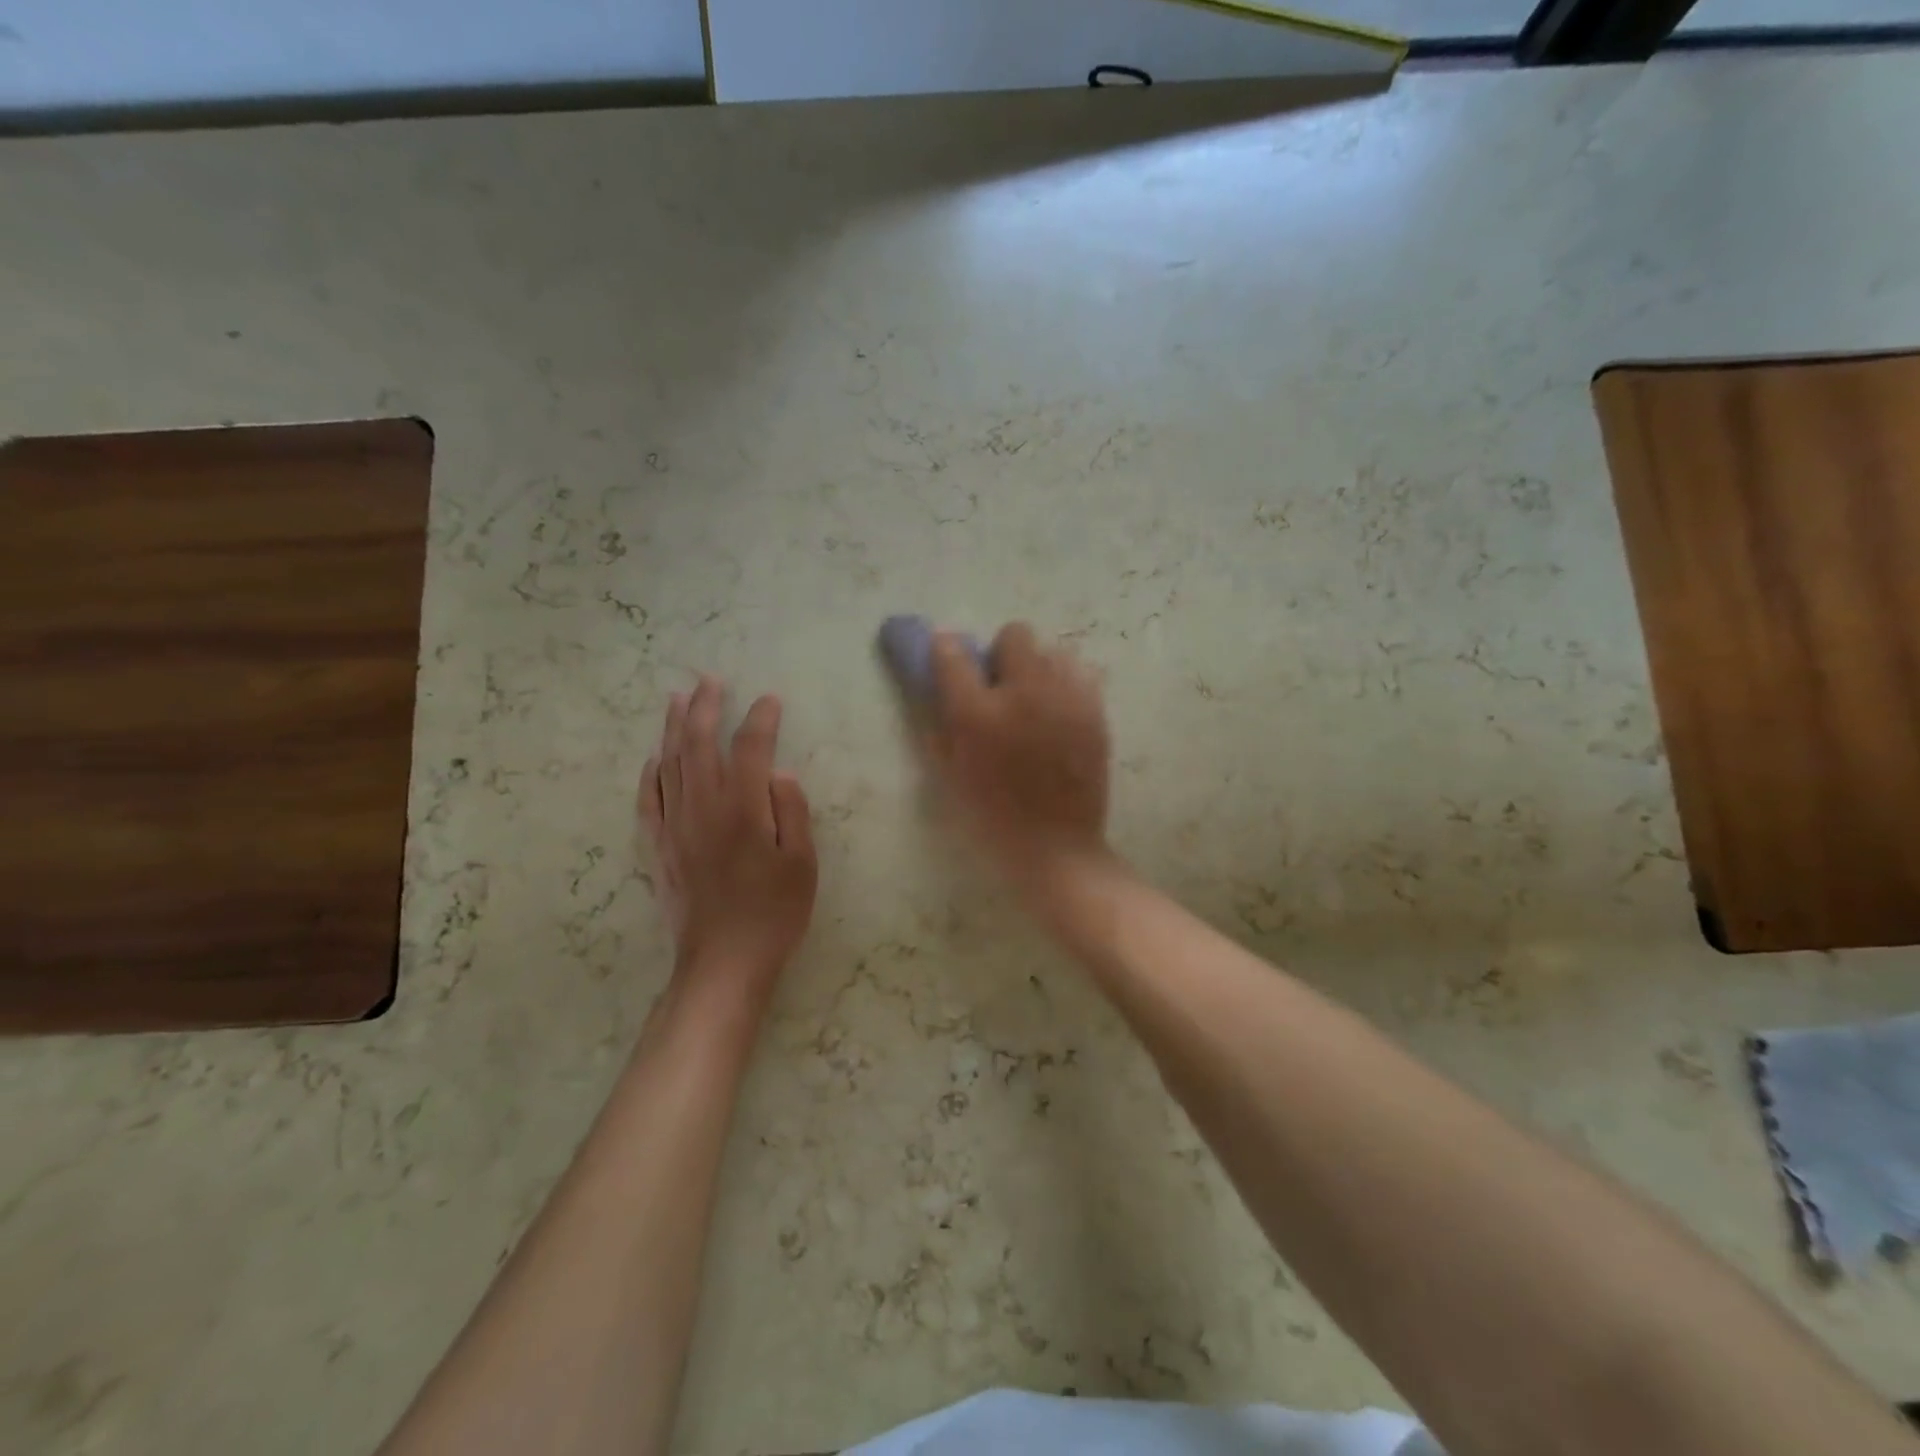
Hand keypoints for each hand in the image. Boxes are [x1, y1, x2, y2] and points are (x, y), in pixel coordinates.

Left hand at [640, 677, 816, 998]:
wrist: (724, 961)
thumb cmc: (774, 912)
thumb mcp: (802, 862)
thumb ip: (791, 811)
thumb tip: (778, 773)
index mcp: (743, 808)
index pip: (750, 748)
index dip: (760, 719)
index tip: (771, 700)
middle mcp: (703, 807)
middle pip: (699, 744)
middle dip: (706, 706)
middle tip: (710, 680)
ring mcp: (674, 826)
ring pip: (670, 763)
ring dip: (674, 727)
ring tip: (678, 698)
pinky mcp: (658, 847)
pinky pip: (648, 798)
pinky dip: (651, 771)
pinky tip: (655, 756)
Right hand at [927, 622, 1111, 883]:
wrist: (1055, 848)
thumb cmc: (991, 817)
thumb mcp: (948, 773)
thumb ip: (938, 722)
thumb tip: (935, 683)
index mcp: (978, 714)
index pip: (952, 652)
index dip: (945, 650)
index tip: (947, 659)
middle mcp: (1024, 694)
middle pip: (1014, 634)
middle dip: (1001, 655)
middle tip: (999, 688)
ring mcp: (1066, 699)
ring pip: (1052, 650)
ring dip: (1037, 668)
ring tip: (1034, 702)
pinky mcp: (1096, 712)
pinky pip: (1080, 673)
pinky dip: (1066, 683)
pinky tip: (1059, 712)